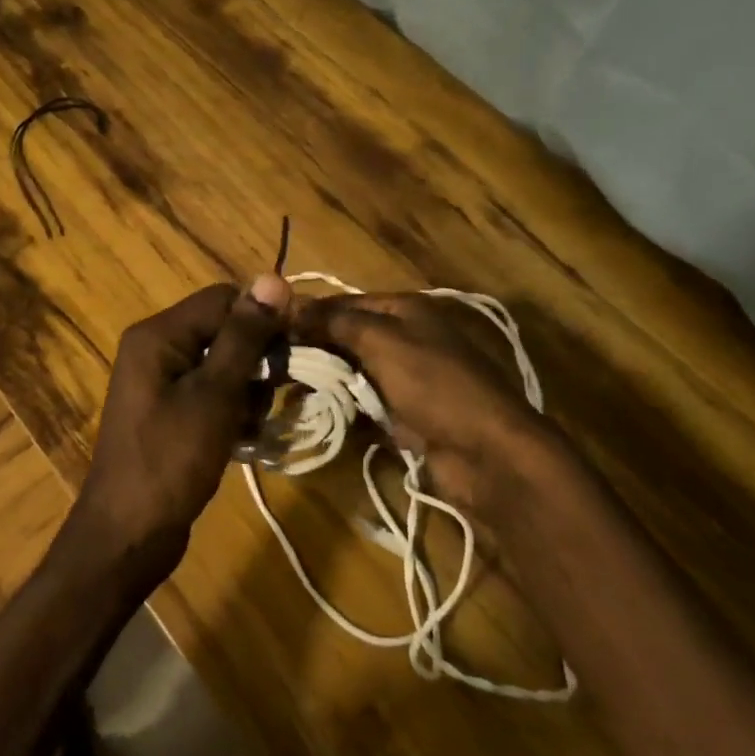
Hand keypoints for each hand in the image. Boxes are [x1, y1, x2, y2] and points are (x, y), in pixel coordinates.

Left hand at [74, 275, 291, 565]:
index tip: (296, 348)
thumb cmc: (170, 459)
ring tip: (250, 425)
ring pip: (224, 364)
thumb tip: (272, 278)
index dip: (262, 318)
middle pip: (224, 330)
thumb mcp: (214, 394)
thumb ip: (244, 337)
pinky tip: (242, 438)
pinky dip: (233, 409)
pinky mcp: (171, 410)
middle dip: (256, 361)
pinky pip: (212, 392)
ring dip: (248, 390)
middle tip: (270, 397)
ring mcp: (161, 381)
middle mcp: (156, 348)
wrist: (129, 534)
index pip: (223, 298)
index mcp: (158, 334)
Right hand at [292, 292, 578, 508]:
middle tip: (270, 365)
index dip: (307, 314)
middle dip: (311, 349)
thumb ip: (335, 322)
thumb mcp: (382, 341)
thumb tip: (288, 302)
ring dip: (323, 380)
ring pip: (351, 371)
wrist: (487, 452)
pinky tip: (313, 413)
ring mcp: (406, 377)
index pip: (343, 303)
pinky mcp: (405, 413)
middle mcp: (405, 336)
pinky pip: (364, 402)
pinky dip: (341, 405)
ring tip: (282, 390)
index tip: (267, 330)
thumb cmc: (435, 384)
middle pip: (346, 336)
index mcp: (404, 309)